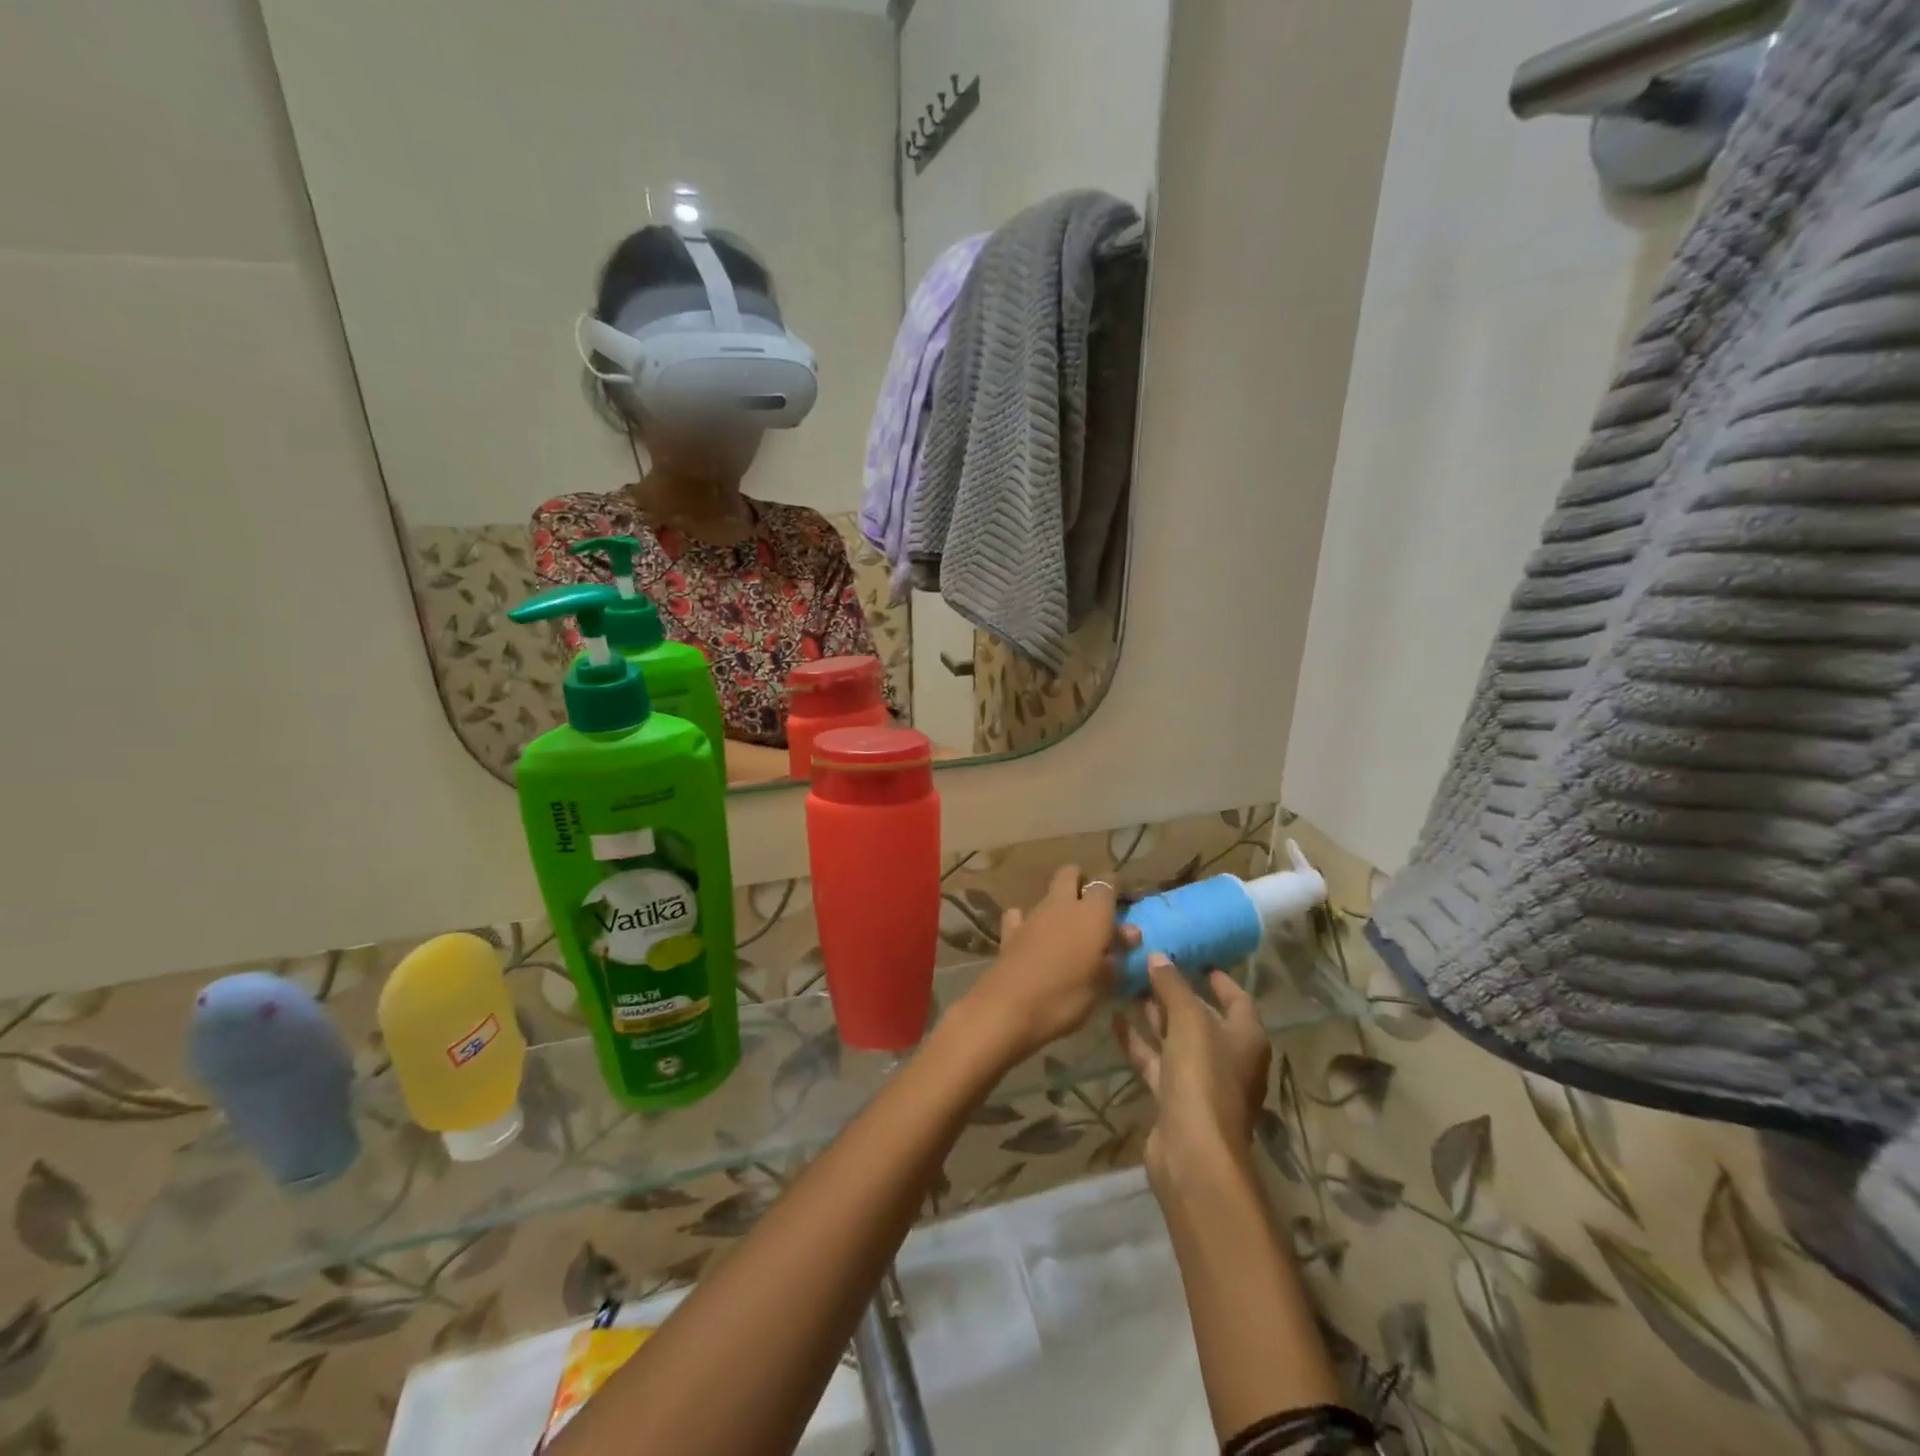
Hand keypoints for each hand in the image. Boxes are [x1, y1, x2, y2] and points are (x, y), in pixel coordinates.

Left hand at [953, 865, 1135, 1068]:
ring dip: (1057, 906)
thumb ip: (1115, 954)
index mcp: (1092, 913)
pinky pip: (1020, 915)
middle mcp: (1062, 904)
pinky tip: (1032, 937)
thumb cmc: (1065, 997)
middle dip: (1080, 882)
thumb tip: (1129, 933)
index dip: (1115, 888)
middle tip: (1092, 909)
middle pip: (1070, 874)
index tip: (1123, 903)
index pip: (1107, 883)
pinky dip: (1027, 922)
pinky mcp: (1009, 931)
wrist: (1008, 1007)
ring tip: (1067, 932)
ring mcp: (1032, 915)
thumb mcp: (1102, 983)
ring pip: (1047, 895)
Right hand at [1114, 957, 1271, 1188]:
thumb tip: (1158, 957)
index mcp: (1246, 1037)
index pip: (1236, 997)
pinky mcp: (1174, 1099)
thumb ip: (1173, 986)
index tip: (1191, 955)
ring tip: (1127, 986)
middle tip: (1147, 966)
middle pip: (1202, 1017)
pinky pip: (1156, 1062)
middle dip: (1176, 993)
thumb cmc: (1203, 1077)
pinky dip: (1138, 1043)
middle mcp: (1228, 1057)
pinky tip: (1115, 1021)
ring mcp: (1200, 1080)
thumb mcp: (1189, 1021)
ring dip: (1154, 1015)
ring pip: (1175, 1039)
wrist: (1193, 1152)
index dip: (1217, 977)